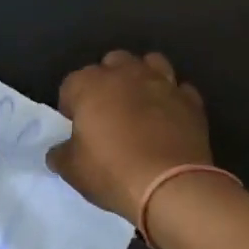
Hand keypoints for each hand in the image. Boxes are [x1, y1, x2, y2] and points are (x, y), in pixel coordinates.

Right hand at [48, 51, 212, 222]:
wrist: (170, 185)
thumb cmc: (112, 172)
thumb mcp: (72, 170)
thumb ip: (60, 154)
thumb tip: (59, 151)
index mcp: (90, 84)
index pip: (71, 84)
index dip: (70, 105)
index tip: (76, 127)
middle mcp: (126, 73)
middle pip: (112, 63)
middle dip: (107, 81)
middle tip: (107, 112)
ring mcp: (162, 82)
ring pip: (150, 63)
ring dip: (143, 78)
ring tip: (140, 104)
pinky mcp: (190, 99)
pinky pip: (179, 89)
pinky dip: (172, 99)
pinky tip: (169, 117)